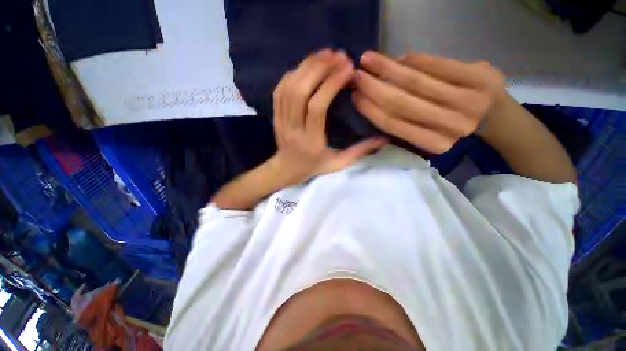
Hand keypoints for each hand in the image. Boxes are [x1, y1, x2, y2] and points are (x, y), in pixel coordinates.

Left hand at [270, 49, 386, 184]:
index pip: (317, 107)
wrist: (286, 169)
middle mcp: (293, 128)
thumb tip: (383, 139)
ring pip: (289, 87)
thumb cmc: (314, 167)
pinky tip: (307, 66)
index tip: (348, 69)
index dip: (331, 84)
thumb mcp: (338, 164)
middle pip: (300, 91)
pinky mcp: (275, 115)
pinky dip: (293, 73)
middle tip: (338, 56)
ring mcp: (281, 120)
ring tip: (325, 55)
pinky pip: (280, 89)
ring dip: (307, 66)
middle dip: (319, 69)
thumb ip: (359, 152)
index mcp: (310, 141)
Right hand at [352, 51, 505, 153]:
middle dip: (374, 87)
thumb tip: (372, 98)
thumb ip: (401, 122)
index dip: (371, 109)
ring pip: (416, 82)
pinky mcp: (479, 76)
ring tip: (368, 60)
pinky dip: (413, 59)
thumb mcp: (425, 133)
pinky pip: (436, 64)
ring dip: (388, 68)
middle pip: (401, 103)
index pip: (393, 124)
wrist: (494, 114)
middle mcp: (451, 125)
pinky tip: (398, 57)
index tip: (355, 96)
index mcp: (434, 143)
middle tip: (356, 75)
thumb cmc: (451, 126)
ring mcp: (469, 100)